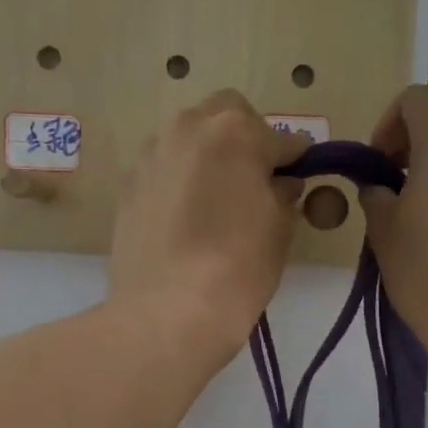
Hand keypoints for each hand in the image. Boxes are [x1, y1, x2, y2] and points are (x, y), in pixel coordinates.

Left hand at [110, 91, 307, 365]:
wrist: (167, 310)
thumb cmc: (238, 265)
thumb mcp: (279, 227)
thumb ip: (284, 192)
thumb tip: (281, 182)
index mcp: (234, 130)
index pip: (281, 138)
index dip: (295, 160)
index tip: (299, 179)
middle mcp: (187, 128)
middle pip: (226, 116)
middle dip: (245, 140)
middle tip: (255, 182)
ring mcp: (150, 155)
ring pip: (189, 139)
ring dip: (208, 156)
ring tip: (216, 200)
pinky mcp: (127, 185)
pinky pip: (164, 169)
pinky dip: (179, 181)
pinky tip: (185, 218)